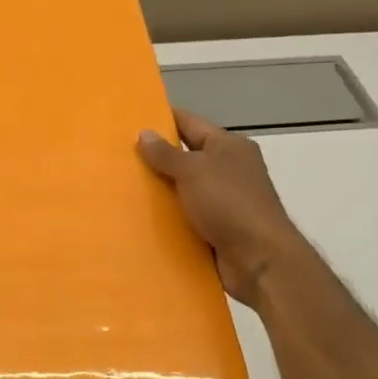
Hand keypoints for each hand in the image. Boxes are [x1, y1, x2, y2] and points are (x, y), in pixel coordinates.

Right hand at [138, 107, 314, 308]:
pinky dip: (169, 217)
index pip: (190, 123)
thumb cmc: (228, 203)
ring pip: (184, 189)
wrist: (259, 259)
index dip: (162, 119)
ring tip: (122, 187)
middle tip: (118, 156)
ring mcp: (225, 200)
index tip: (131, 119)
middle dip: (156, 157)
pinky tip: (141, 218)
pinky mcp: (218, 228)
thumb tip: (144, 132)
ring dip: (160, 190)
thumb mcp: (193, 171)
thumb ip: (166, 153)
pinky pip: (187, 216)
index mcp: (228, 146)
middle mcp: (229, 169)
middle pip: (186, 156)